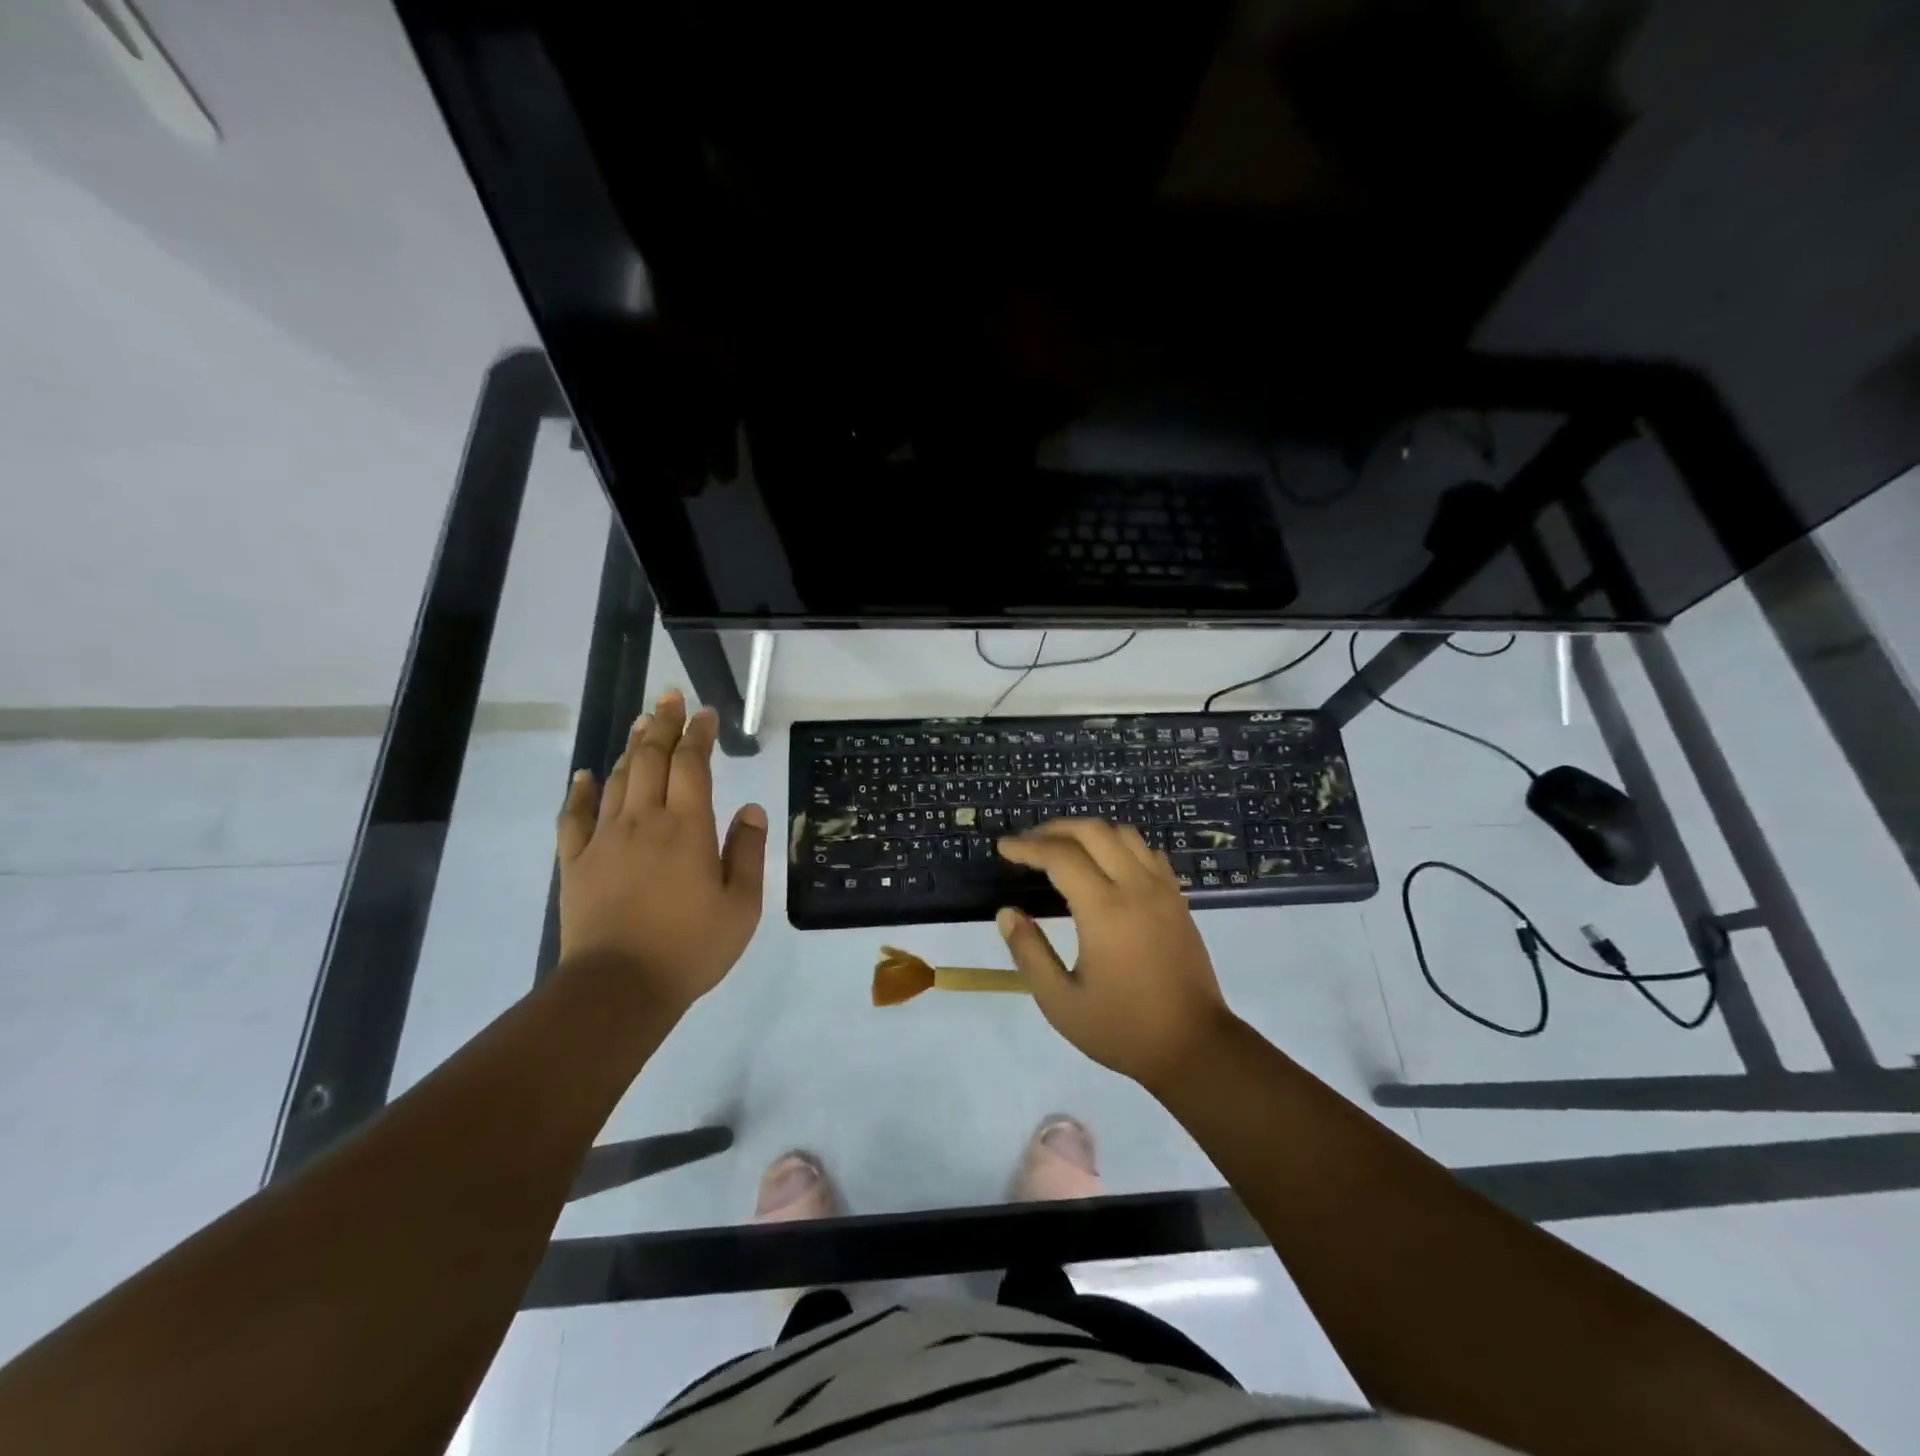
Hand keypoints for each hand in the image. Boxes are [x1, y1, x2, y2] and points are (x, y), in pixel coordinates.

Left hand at [555, 689, 767, 1016]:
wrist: (618, 988)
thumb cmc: (690, 947)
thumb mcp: (741, 905)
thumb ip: (747, 852)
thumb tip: (751, 809)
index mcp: (687, 828)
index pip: (692, 765)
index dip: (698, 735)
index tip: (705, 713)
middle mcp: (644, 821)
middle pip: (651, 759)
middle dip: (663, 724)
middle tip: (669, 697)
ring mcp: (604, 840)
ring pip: (618, 780)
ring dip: (631, 747)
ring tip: (640, 722)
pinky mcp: (576, 863)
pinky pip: (574, 817)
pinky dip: (581, 791)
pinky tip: (585, 775)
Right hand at [996, 819, 1234, 1087]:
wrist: (1195, 1047)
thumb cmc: (1123, 1028)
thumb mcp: (1060, 1002)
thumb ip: (1030, 953)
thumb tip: (1007, 913)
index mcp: (1104, 910)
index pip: (1060, 856)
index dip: (1027, 846)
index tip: (1003, 848)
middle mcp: (1136, 887)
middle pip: (1092, 831)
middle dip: (1054, 829)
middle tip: (1028, 843)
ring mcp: (1162, 890)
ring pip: (1123, 834)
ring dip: (1088, 832)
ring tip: (1063, 847)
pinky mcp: (1178, 899)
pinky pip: (1147, 852)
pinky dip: (1119, 845)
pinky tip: (1106, 864)